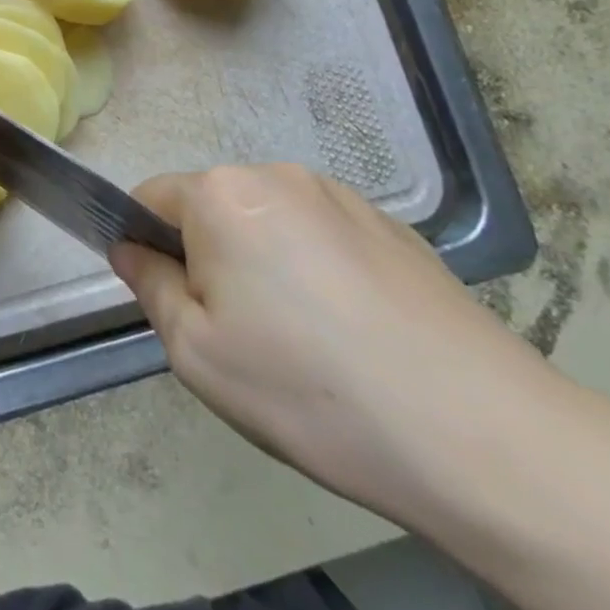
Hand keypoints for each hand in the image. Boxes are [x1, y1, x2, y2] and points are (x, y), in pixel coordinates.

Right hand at [110, 163, 557, 516]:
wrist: (481, 434)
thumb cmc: (309, 389)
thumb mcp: (197, 352)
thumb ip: (148, 286)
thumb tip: (128, 249)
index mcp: (221, 194)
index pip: (150, 199)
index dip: (146, 248)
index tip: (174, 304)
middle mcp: (276, 175)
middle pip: (212, 209)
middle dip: (208, 258)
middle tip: (238, 335)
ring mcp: (341, 196)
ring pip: (268, 222)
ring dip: (263, 263)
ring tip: (302, 341)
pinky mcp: (393, 225)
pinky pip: (322, 236)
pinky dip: (315, 271)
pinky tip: (352, 335)